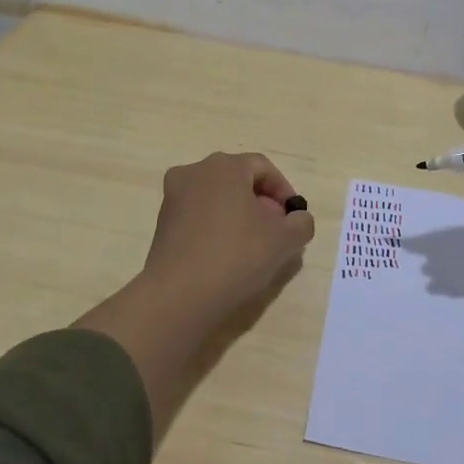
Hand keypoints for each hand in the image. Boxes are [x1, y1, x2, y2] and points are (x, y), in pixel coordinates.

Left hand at [137, 151, 314, 327]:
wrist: (178, 296)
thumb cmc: (236, 256)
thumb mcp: (284, 240)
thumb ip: (301, 223)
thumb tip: (297, 219)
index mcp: (224, 166)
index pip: (263, 168)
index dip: (283, 191)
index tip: (293, 218)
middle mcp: (195, 172)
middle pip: (238, 180)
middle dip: (261, 202)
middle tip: (276, 231)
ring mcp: (173, 197)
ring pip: (217, 198)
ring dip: (239, 215)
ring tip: (253, 246)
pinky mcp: (162, 223)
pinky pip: (199, 215)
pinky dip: (217, 227)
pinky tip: (227, 255)